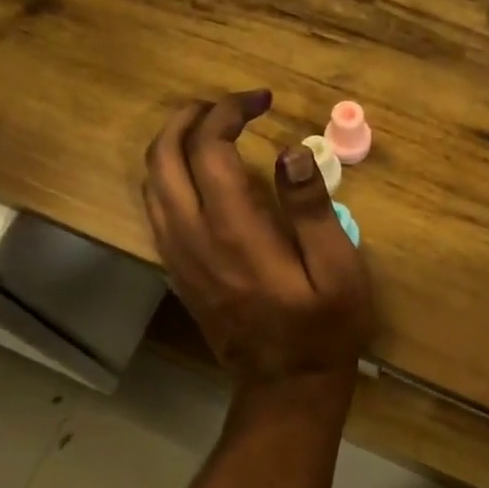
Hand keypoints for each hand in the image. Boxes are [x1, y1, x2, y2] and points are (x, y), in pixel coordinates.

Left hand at [143, 90, 374, 391]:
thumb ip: (312, 209)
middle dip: (189, 118)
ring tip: (210, 129)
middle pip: (164, 157)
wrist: (286, 387)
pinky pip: (155, 210)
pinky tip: (197, 175)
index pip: (209, 148)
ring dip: (173, 144)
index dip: (228, 112)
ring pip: (151, 183)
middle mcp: (193, 237)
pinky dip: (168, 176)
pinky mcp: (176, 271)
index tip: (261, 101)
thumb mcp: (338, 270)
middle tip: (227, 107)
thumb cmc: (324, 329)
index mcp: (234, 231)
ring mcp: (177, 256)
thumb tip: (291, 151)